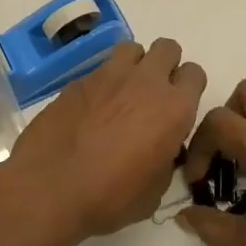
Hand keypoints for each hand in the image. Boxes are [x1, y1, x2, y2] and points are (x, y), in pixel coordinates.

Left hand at [4, 39, 207, 238]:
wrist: (50, 188)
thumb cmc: (110, 198)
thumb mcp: (155, 190)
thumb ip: (165, 158)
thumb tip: (160, 149)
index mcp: (173, 109)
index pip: (195, 74)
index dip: (188, 88)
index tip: (177, 108)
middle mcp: (145, 83)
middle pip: (167, 48)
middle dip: (165, 65)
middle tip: (153, 94)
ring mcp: (108, 76)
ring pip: (132, 49)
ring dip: (134, 66)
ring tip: (123, 94)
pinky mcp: (78, 81)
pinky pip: (100, 69)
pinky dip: (103, 83)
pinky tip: (92, 109)